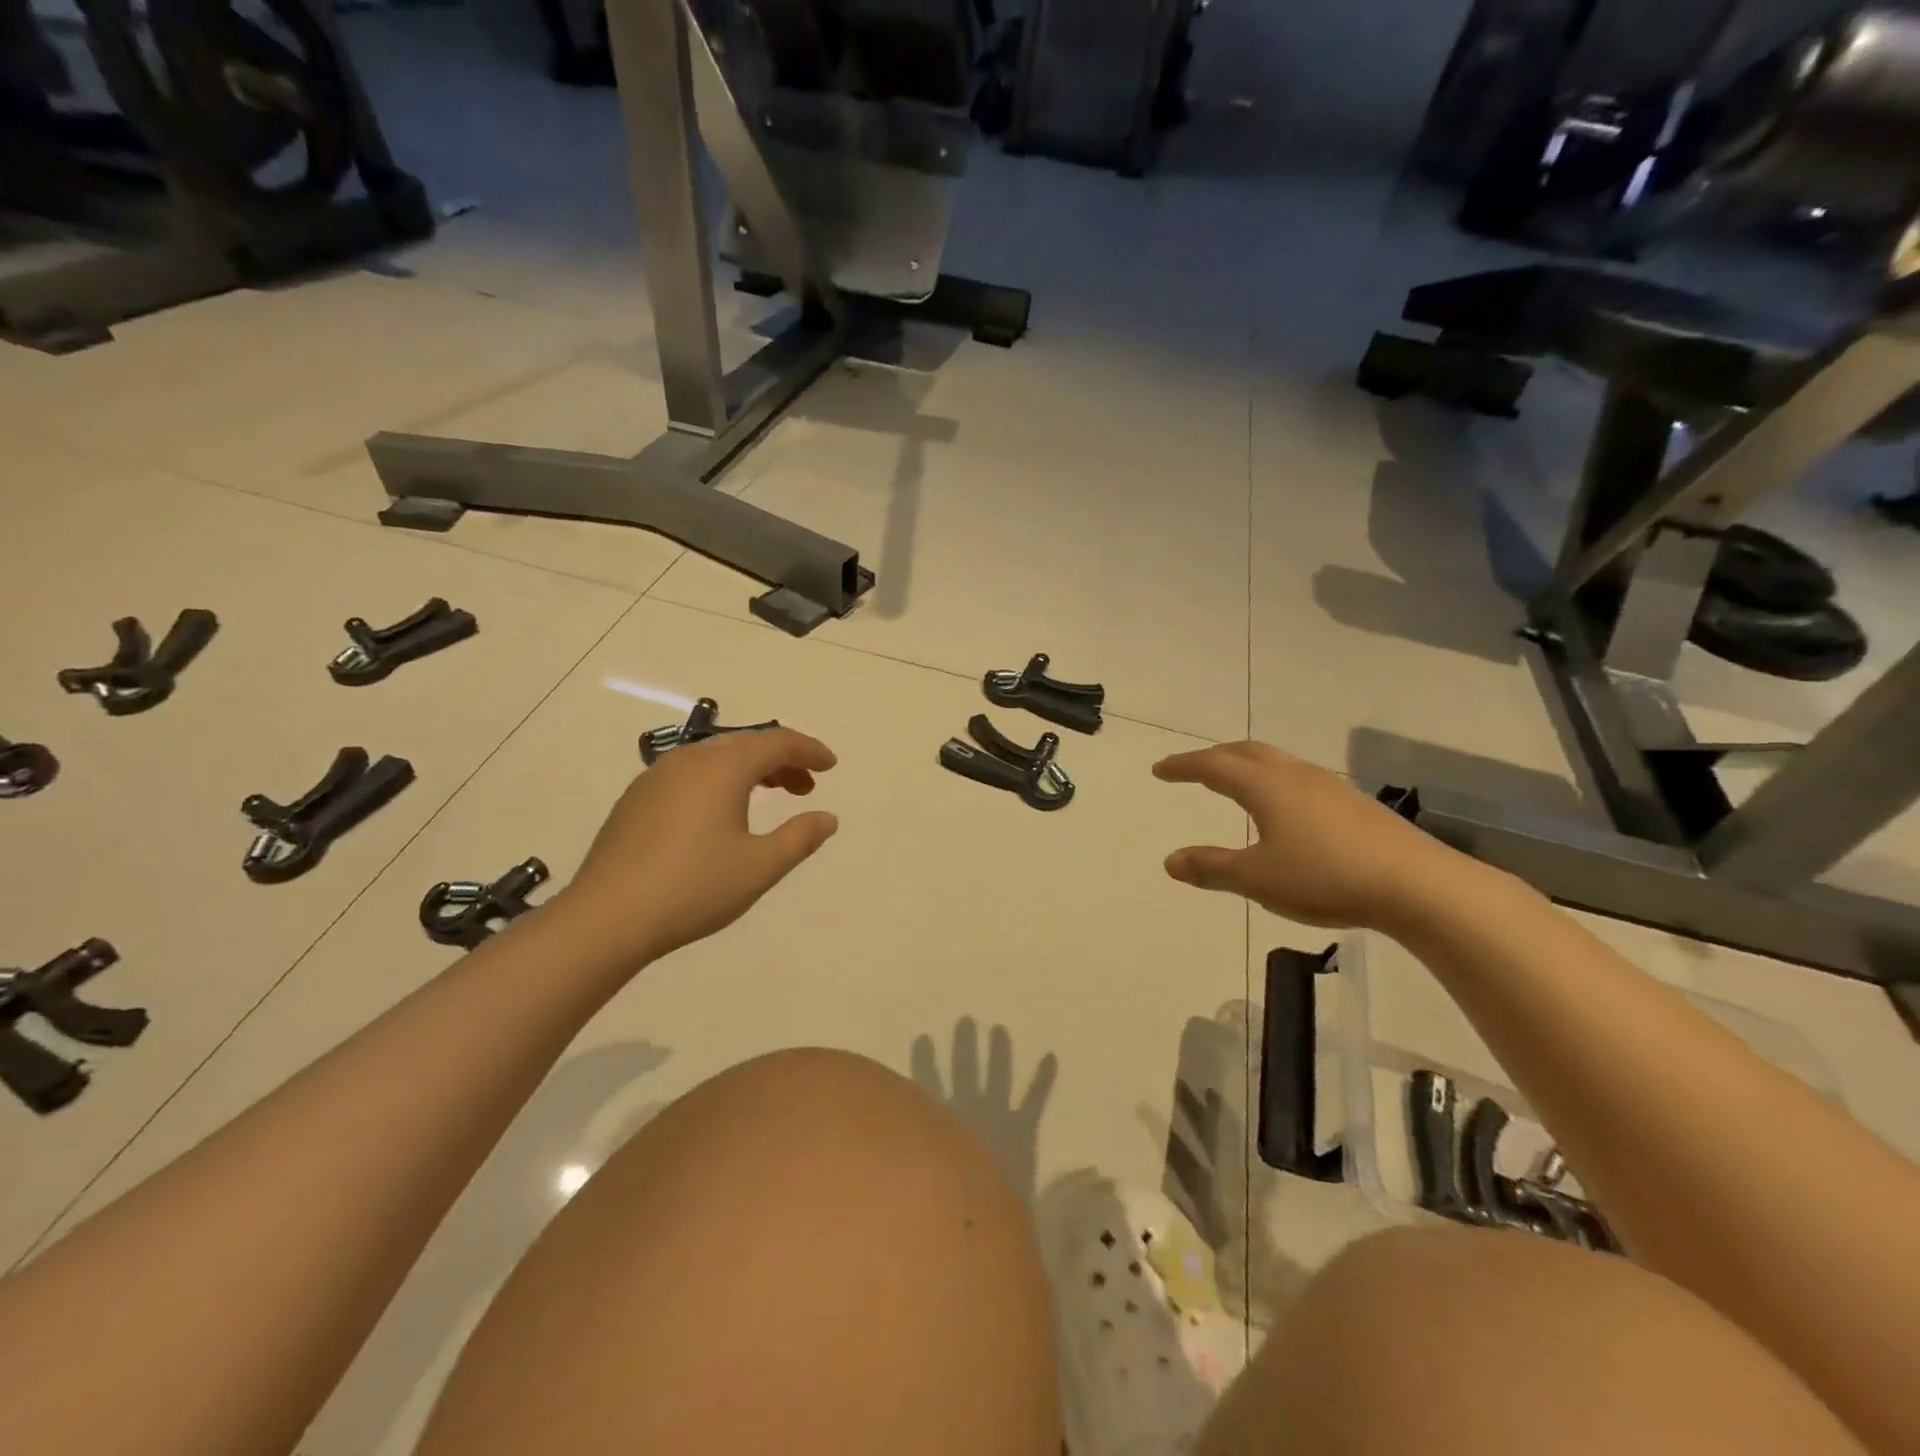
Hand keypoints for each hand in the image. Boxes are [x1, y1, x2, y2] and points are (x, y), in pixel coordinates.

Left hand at [558, 728, 839, 964]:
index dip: (808, 749)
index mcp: (722, 768)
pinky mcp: (636, 799)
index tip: (831, 765)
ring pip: (715, 757)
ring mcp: (656, 777)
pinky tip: (721, 814)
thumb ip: (800, 837)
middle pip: (745, 745)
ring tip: (770, 796)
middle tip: (805, 787)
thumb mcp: (760, 867)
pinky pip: (690, 774)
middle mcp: (689, 760)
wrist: (606, 918)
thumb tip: (827, 818)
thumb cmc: (693, 888)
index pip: (776, 742)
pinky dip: (719, 781)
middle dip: (781, 760)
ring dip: (750, 770)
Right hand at [1153, 741, 1479, 929]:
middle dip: (1214, 757)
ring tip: (1234, 783)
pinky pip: (1299, 778)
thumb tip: (1170, 861)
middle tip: (1192, 769)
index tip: (1159, 770)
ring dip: (1246, 765)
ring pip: (1277, 762)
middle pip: (1246, 752)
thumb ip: (1212, 867)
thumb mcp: (1258, 879)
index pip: (1213, 766)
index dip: (1183, 767)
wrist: (1419, 885)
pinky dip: (1273, 781)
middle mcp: (1295, 775)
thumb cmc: (1326, 877)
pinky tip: (1283, 809)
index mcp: (1266, 787)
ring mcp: (1329, 787)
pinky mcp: (1355, 804)